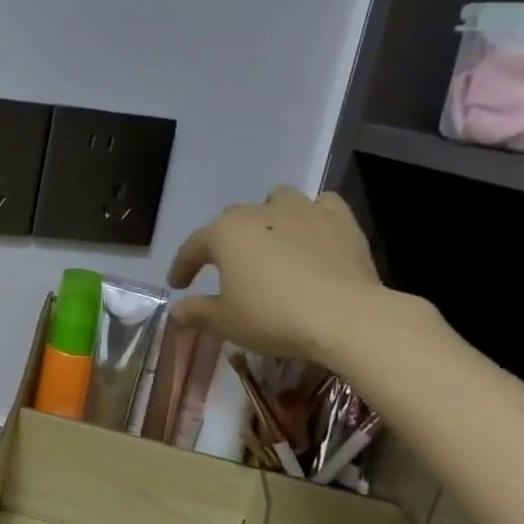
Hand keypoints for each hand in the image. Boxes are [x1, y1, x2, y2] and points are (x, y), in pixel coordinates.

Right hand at [167, 187, 384, 362]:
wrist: (345, 316)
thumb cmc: (274, 317)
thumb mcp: (226, 323)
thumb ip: (197, 312)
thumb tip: (177, 309)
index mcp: (225, 233)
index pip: (193, 247)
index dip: (182, 266)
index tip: (178, 284)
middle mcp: (260, 212)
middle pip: (233, 220)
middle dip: (227, 241)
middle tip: (229, 269)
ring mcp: (302, 210)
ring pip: (277, 200)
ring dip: (269, 217)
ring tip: (273, 242)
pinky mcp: (340, 219)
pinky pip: (321, 205)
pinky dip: (313, 216)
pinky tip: (313, 233)